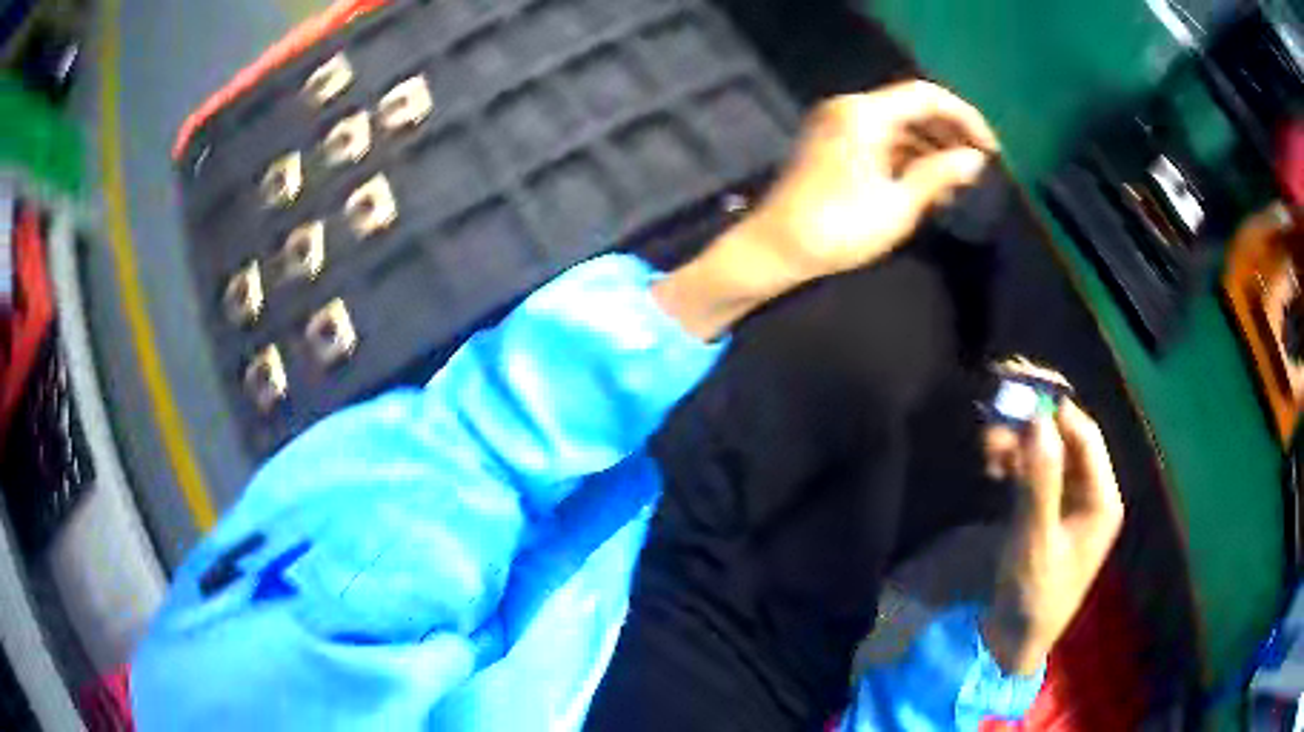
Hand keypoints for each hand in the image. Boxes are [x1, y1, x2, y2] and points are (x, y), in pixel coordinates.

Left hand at [654, 81, 997, 339]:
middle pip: (912, 107)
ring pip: (898, 124)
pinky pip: (880, 137)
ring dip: (931, 146)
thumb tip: (975, 160)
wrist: (776, 248)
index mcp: (865, 114)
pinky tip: (930, 183)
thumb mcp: (898, 205)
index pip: (926, 96)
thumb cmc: (838, 229)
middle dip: (950, 133)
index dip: (965, 117)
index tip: (991, 149)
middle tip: (979, 167)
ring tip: (959, 181)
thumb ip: (939, 175)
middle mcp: (849, 108)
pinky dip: (907, 155)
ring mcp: (838, 123)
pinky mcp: (833, 142)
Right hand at [981, 399, 1124, 674]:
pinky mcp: (1048, 511)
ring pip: (1047, 453)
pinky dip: (1014, 462)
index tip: (1017, 389)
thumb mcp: (1036, 540)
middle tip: (995, 409)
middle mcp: (1090, 492)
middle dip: (1031, 423)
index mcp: (1101, 498)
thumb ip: (1040, 480)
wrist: (1014, 642)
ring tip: (986, 446)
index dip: (1054, 408)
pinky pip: (1034, 472)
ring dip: (1018, 442)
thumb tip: (1037, 418)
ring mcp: (1069, 501)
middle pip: (1066, 439)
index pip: (1084, 436)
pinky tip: (993, 465)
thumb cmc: (1034, 596)